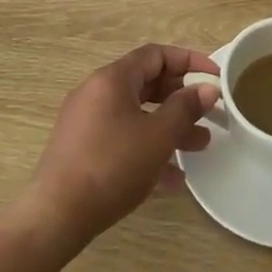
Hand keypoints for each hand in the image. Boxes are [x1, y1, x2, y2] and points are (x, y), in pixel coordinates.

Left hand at [23, 43, 220, 249]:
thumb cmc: (112, 166)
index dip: (189, 61)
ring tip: (200, 146)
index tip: (215, 76)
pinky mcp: (82, 149)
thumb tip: (207, 89)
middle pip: (147, 84)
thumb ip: (186, 108)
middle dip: (181, 99)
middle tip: (209, 114)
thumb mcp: (158, 136)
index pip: (156, 55)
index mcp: (112, 79)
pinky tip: (173, 178)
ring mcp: (86, 122)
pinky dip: (148, 148)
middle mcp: (96, 93)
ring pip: (137, 114)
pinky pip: (123, 138)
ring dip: (169, 127)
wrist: (56, 216)